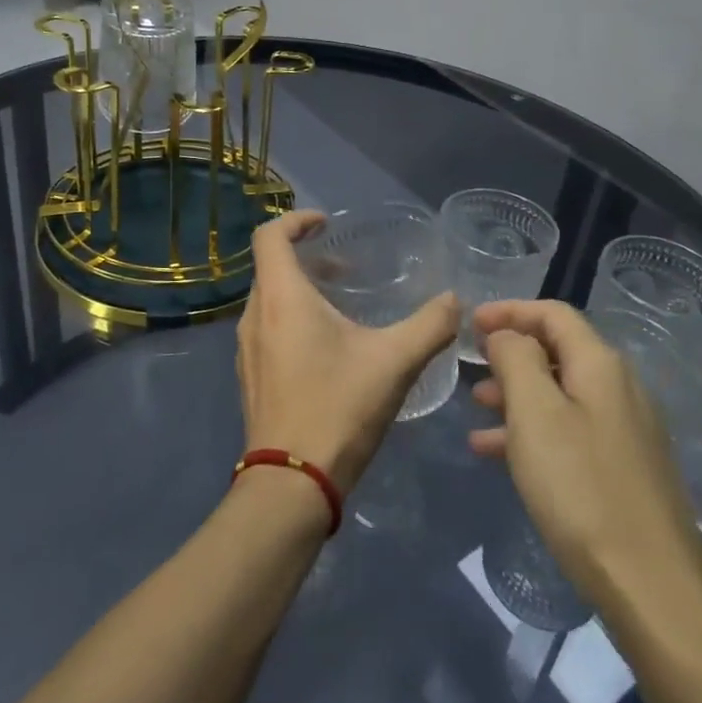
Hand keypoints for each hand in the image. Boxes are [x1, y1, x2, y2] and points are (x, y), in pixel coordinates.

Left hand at [235, 210, 458, 495]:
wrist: (291, 483)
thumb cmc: (338, 408)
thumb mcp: (395, 362)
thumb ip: (430, 325)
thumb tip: (454, 300)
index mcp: (281, 298)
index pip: (270, 235)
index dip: (296, 219)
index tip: (327, 223)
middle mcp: (255, 316)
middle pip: (271, 267)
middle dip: (307, 259)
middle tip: (347, 269)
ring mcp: (246, 350)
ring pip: (269, 301)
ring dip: (301, 292)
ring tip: (343, 308)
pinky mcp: (250, 377)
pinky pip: (267, 330)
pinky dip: (292, 321)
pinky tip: (328, 350)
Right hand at [469, 300, 701, 601]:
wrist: (651, 585)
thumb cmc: (581, 488)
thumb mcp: (535, 413)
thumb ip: (517, 359)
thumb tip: (509, 334)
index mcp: (601, 365)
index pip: (553, 314)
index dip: (510, 311)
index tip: (470, 323)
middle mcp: (619, 388)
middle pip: (558, 351)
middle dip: (510, 354)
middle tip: (471, 367)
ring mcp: (625, 430)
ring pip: (560, 394)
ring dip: (516, 395)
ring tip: (476, 411)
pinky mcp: (623, 468)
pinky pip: (569, 431)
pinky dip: (533, 432)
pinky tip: (498, 454)